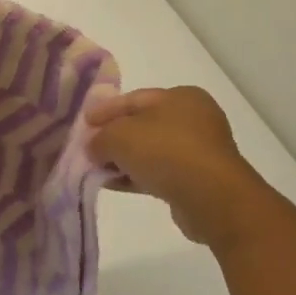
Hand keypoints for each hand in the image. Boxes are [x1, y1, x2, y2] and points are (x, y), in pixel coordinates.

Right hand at [87, 86, 275, 248]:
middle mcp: (194, 119)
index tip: (84, 123)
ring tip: (97, 170)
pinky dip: (137, 176)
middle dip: (114, 137)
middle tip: (89, 148)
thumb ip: (100, 137)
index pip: (134, 99)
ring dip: (124, 160)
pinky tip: (115, 185)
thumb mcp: (120, 136)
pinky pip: (160, 172)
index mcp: (181, 96)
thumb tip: (94, 147)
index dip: (105, 110)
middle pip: (143, 125)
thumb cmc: (166, 151)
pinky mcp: (198, 179)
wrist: (211, 197)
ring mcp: (199, 150)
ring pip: (151, 151)